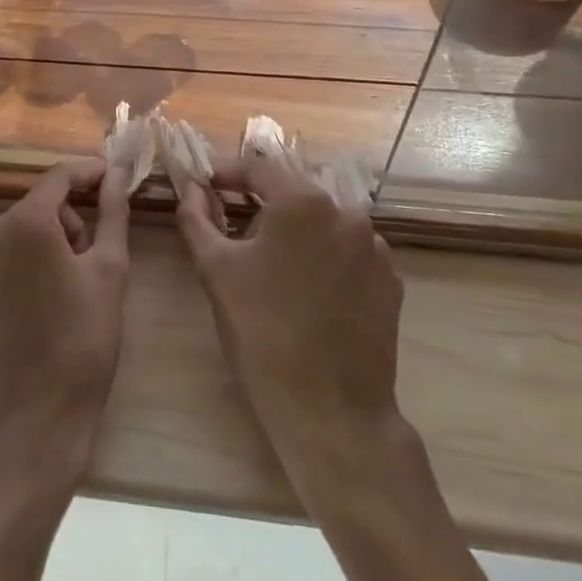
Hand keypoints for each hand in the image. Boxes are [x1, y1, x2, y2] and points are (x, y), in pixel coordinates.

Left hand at [0, 160, 131, 471]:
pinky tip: (30, 307)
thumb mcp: (110, 271)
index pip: (59, 177)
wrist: (33, 419)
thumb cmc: (83, 341)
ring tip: (61, 291)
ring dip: (39, 246)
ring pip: (13, 234)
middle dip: (66, 223)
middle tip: (88, 263)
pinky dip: (13, 270)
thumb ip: (112, 212)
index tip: (110, 180)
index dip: (88, 175)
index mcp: (27, 222)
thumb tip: (116, 173)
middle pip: (36, 207)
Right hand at [172, 154, 409, 493]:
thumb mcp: (216, 270)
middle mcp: (346, 212)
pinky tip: (306, 291)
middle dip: (260, 203)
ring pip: (322, 222)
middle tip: (231, 228)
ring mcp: (375, 247)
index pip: (257, 168)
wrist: (331, 412)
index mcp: (303, 201)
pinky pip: (347, 252)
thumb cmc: (262, 333)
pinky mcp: (390, 281)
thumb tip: (190, 188)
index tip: (205, 188)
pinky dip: (323, 257)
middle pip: (292, 192)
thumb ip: (197, 218)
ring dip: (294, 231)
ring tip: (270, 266)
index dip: (227, 175)